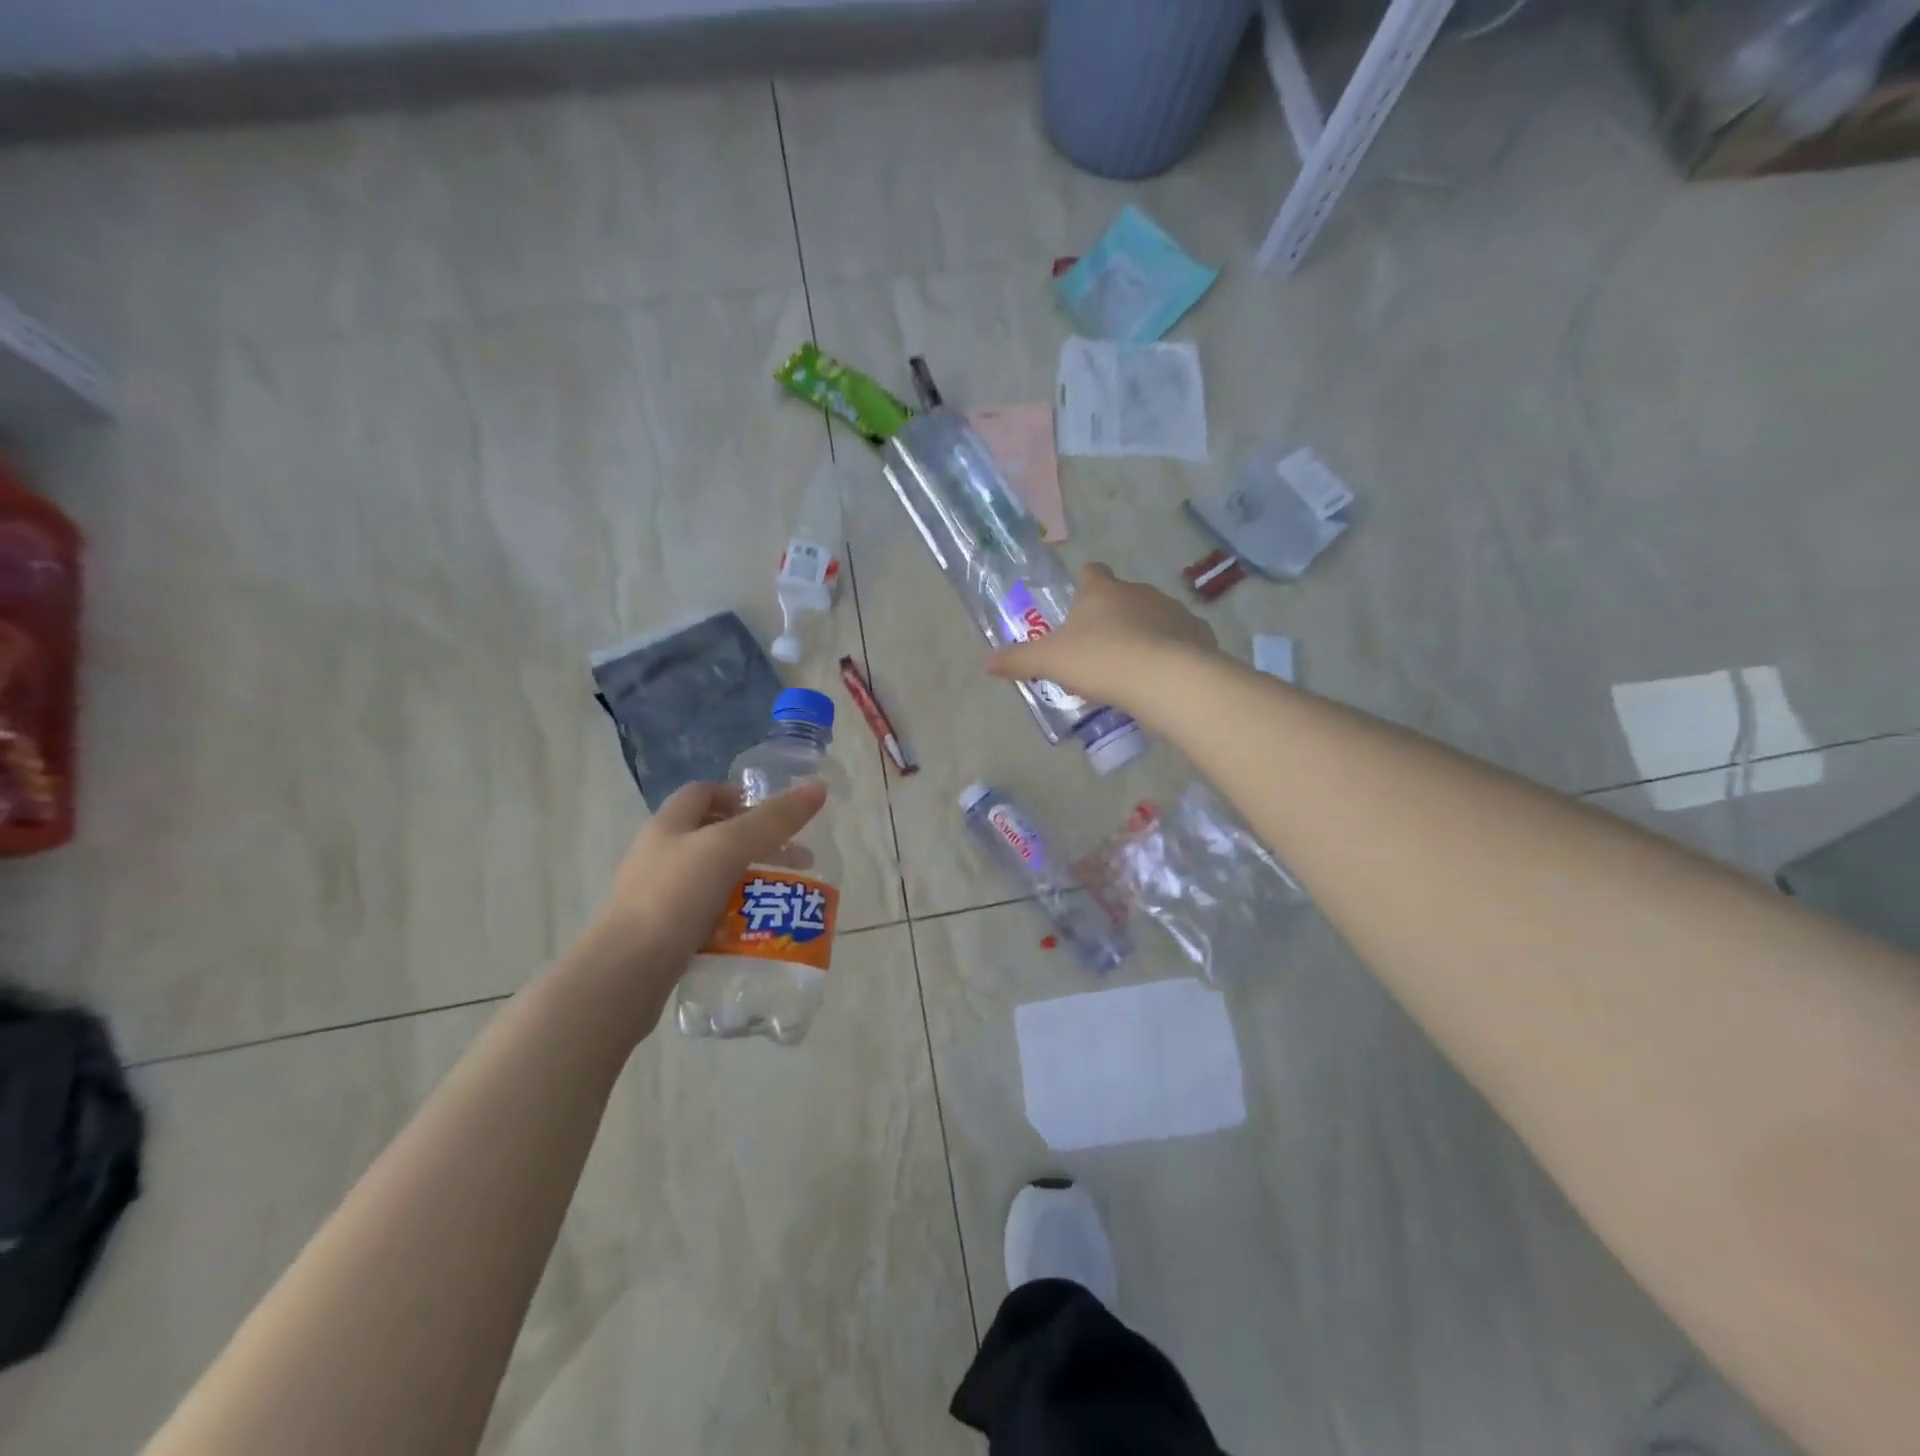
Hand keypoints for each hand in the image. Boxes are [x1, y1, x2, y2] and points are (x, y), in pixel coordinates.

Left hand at [568, 780, 827, 1033]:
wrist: (625, 973)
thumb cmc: (674, 896)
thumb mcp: (730, 847)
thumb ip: (774, 819)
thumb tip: (818, 787)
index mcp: (668, 825)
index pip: (703, 793)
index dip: (740, 797)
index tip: (776, 816)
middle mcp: (658, 855)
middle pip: (713, 836)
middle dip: (757, 844)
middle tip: (796, 861)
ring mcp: (656, 896)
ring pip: (712, 877)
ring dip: (748, 881)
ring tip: (781, 898)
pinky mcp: (660, 933)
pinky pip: (704, 914)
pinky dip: (732, 915)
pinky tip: (753, 929)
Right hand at [985, 563, 1218, 713]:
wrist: (1165, 678)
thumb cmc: (1100, 661)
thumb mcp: (1050, 662)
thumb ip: (1018, 660)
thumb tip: (986, 663)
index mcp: (1101, 591)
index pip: (1091, 572)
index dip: (1084, 583)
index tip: (1079, 600)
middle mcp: (1138, 592)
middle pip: (1122, 596)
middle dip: (1112, 615)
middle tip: (1099, 647)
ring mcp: (1172, 610)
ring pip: (1153, 616)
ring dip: (1143, 633)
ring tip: (1131, 666)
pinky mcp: (1198, 633)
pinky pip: (1180, 638)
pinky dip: (1171, 651)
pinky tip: (1162, 676)